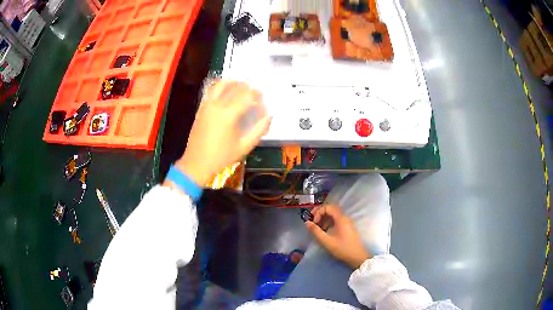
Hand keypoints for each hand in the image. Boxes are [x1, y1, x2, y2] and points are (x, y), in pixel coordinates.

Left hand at [175, 80, 270, 184]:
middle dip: (248, 88)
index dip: (257, 95)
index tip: (263, 100)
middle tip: (255, 94)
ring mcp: (207, 105)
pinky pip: (211, 91)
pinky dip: (221, 87)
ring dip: (233, 83)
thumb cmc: (222, 157)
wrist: (197, 163)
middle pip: (235, 87)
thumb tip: (269, 116)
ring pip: (221, 85)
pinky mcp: (201, 108)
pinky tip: (226, 91)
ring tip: (241, 87)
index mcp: (229, 115)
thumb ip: (259, 130)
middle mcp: (217, 105)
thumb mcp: (244, 146)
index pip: (247, 96)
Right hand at [305, 205, 371, 268]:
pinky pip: (337, 220)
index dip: (318, 212)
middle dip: (320, 213)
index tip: (313, 222)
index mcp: (341, 218)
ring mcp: (347, 222)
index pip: (328, 207)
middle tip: (312, 222)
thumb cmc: (342, 249)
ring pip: (333, 215)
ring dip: (324, 219)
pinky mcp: (348, 227)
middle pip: (331, 209)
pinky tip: (325, 232)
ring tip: (318, 228)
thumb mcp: (327, 241)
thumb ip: (316, 231)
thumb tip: (307, 222)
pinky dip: (329, 223)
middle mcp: (345, 217)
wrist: (358, 257)